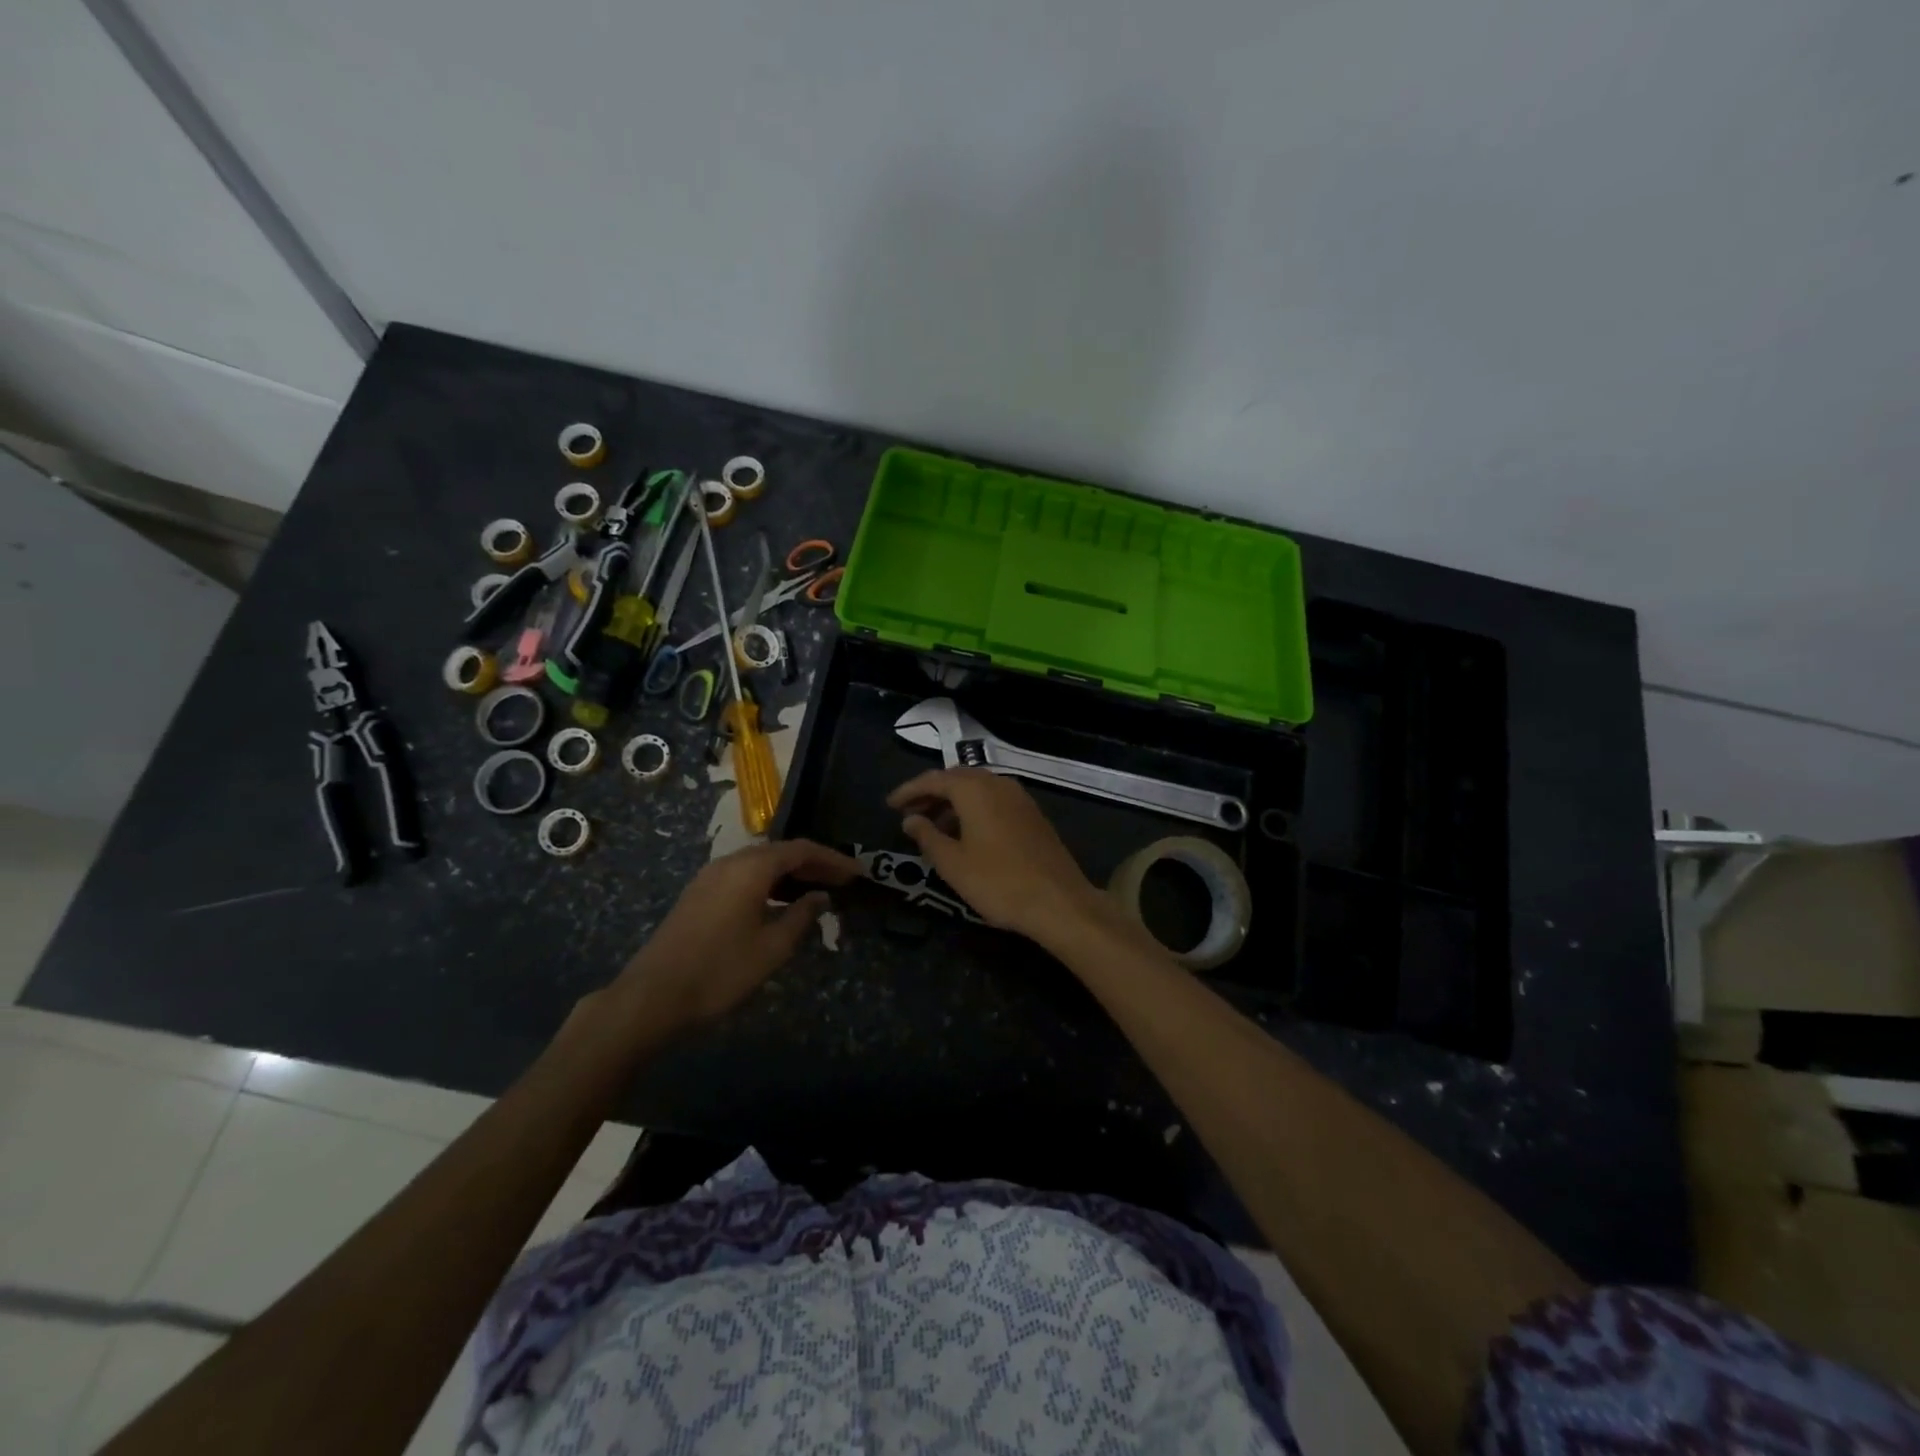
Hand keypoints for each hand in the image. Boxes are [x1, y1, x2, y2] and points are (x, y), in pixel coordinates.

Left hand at [606, 839, 858, 1035]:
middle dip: (813, 864)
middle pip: (780, 851)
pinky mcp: (698, 894)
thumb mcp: (772, 948)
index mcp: (750, 868)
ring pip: (759, 862)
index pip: (801, 850)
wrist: (651, 997)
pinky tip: (779, 903)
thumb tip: (820, 897)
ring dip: (790, 873)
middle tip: (842, 881)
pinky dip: (769, 882)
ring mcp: (709, 877)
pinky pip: (743, 875)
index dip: (833, 859)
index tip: (858, 873)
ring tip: (817, 891)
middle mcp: (729, 862)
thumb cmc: (719, 971)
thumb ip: (801, 917)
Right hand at [886, 769, 1110, 940]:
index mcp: (975, 790)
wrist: (1058, 902)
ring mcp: (1020, 798)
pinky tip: (966, 835)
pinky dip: (974, 810)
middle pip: (957, 779)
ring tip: (934, 828)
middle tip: (910, 815)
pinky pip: (995, 801)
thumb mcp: (952, 863)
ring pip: (978, 790)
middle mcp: (998, 784)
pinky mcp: (1033, 815)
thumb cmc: (997, 882)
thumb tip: (910, 820)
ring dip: (953, 803)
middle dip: (931, 794)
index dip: (909, 791)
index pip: (933, 779)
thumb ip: (927, 836)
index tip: (890, 805)